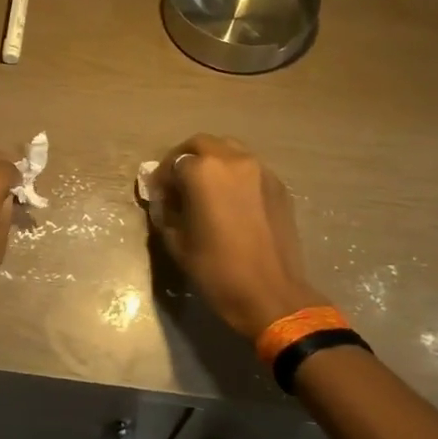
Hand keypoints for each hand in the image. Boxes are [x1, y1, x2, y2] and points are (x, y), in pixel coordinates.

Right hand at [150, 134, 322, 339]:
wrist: (271, 294)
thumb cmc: (216, 270)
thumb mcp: (177, 242)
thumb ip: (166, 212)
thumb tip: (165, 201)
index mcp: (203, 172)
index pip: (173, 163)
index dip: (162, 179)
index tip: (159, 197)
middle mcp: (233, 161)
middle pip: (201, 144)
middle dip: (185, 159)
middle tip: (177, 184)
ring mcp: (261, 171)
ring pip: (229, 151)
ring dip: (212, 162)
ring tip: (205, 190)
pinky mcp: (278, 186)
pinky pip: (250, 169)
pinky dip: (234, 176)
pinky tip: (230, 201)